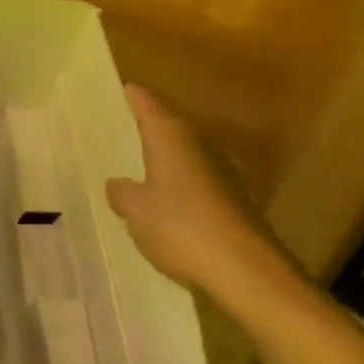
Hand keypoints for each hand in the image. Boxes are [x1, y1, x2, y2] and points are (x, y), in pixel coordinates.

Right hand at [105, 86, 303, 312]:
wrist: (248, 273)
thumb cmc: (182, 227)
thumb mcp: (136, 211)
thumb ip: (122, 193)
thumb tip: (117, 183)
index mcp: (170, 134)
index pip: (146, 101)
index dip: (130, 95)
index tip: (115, 90)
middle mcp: (196, 143)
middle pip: (167, 123)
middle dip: (145, 124)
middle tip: (116, 127)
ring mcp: (218, 171)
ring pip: (182, 152)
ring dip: (162, 155)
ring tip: (134, 163)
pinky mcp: (231, 200)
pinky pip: (194, 179)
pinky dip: (177, 183)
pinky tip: (163, 200)